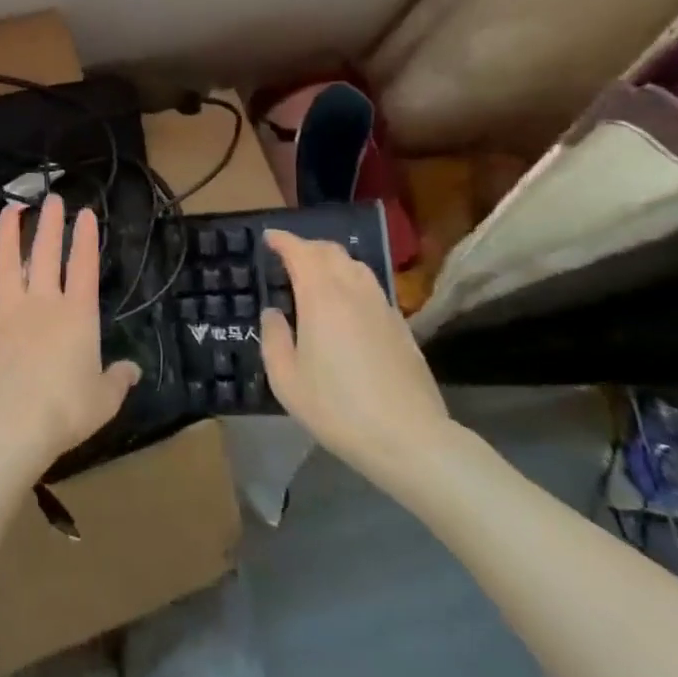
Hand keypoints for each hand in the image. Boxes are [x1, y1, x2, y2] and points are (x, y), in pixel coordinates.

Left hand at [0, 195, 139, 475]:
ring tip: (9, 210)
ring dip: (8, 234)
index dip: (85, 237)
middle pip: (45, 253)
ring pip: (6, 263)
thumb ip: (118, 379)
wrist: (12, 425)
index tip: (85, 212)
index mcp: (76, 313)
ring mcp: (5, 311)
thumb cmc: (66, 410)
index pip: (83, 264)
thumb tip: (133, 369)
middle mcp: (41, 302)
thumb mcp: (104, 399)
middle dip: (49, 223)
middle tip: (51, 198)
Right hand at [258, 230, 455, 491]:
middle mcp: (354, 291)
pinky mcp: (401, 325)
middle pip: (331, 251)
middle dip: (307, 246)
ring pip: (356, 265)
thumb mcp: (286, 380)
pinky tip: (346, 304)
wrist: (409, 438)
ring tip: (316, 275)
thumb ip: (274, 339)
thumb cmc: (338, 409)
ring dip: (332, 261)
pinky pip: (371, 287)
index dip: (283, 240)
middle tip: (288, 256)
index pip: (300, 252)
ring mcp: (382, 306)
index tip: (269, 238)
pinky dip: (352, 281)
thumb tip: (274, 313)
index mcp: (321, 297)